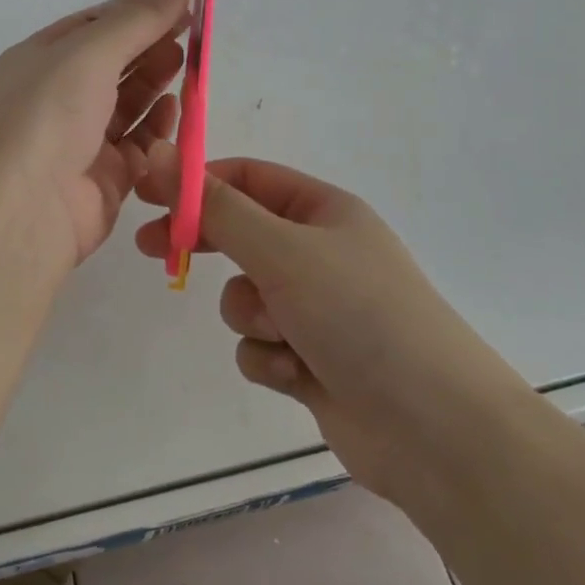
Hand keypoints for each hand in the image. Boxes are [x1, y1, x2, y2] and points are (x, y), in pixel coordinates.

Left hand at [0, 0, 191, 270]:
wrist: (22, 209)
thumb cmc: (48, 114)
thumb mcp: (90, 51)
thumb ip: (137, 17)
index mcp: (41, 60)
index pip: (94, 25)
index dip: (137, 10)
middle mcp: (57, 97)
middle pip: (114, 63)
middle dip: (151, 44)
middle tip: (193, 32)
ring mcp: (80, 140)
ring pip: (128, 103)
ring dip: (157, 82)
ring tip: (189, 63)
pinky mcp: (104, 179)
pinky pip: (138, 145)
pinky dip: (158, 127)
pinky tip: (177, 110)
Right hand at [135, 149, 526, 502]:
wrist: (436, 431)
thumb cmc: (359, 315)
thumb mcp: (282, 250)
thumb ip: (216, 207)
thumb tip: (161, 153)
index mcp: (323, 211)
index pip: (246, 178)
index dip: (196, 182)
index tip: (148, 194)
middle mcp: (319, 253)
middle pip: (240, 234)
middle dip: (204, 245)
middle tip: (152, 249)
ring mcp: (317, 309)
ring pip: (246, 297)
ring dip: (251, 316)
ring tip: (283, 335)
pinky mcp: (312, 360)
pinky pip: (260, 345)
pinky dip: (269, 358)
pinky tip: (299, 376)